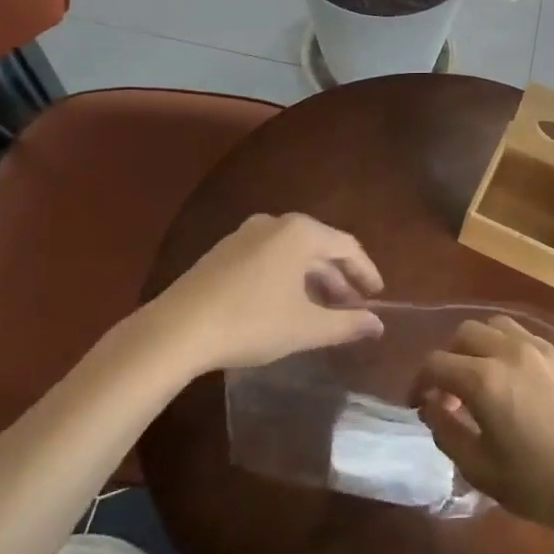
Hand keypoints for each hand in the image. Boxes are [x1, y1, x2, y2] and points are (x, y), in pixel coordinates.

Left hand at [142, 213, 383, 373]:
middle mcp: (275, 223)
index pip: (347, 247)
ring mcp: (245, 235)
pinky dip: (286, 277)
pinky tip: (285, 304)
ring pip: (292, 253)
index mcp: (300, 233)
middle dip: (338, 278)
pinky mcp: (223, 252)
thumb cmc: (251, 322)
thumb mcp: (305, 327)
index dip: (366, 272)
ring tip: (322, 309)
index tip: (377, 295)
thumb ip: (346, 324)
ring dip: (312, 279)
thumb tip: (377, 325)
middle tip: (352, 307)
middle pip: (319, 248)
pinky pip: (269, 257)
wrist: (176, 330)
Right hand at [416, 316, 553, 539]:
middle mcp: (510, 351)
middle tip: (450, 390)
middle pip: (465, 333)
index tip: (419, 403)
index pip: (436, 363)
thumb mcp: (480, 469)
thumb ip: (447, 432)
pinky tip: (518, 380)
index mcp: (484, 379)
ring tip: (483, 375)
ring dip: (480, 345)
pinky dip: (510, 348)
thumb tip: (432, 406)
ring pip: (497, 325)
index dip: (419, 381)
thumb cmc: (538, 484)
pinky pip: (527, 337)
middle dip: (449, 357)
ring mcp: (541, 349)